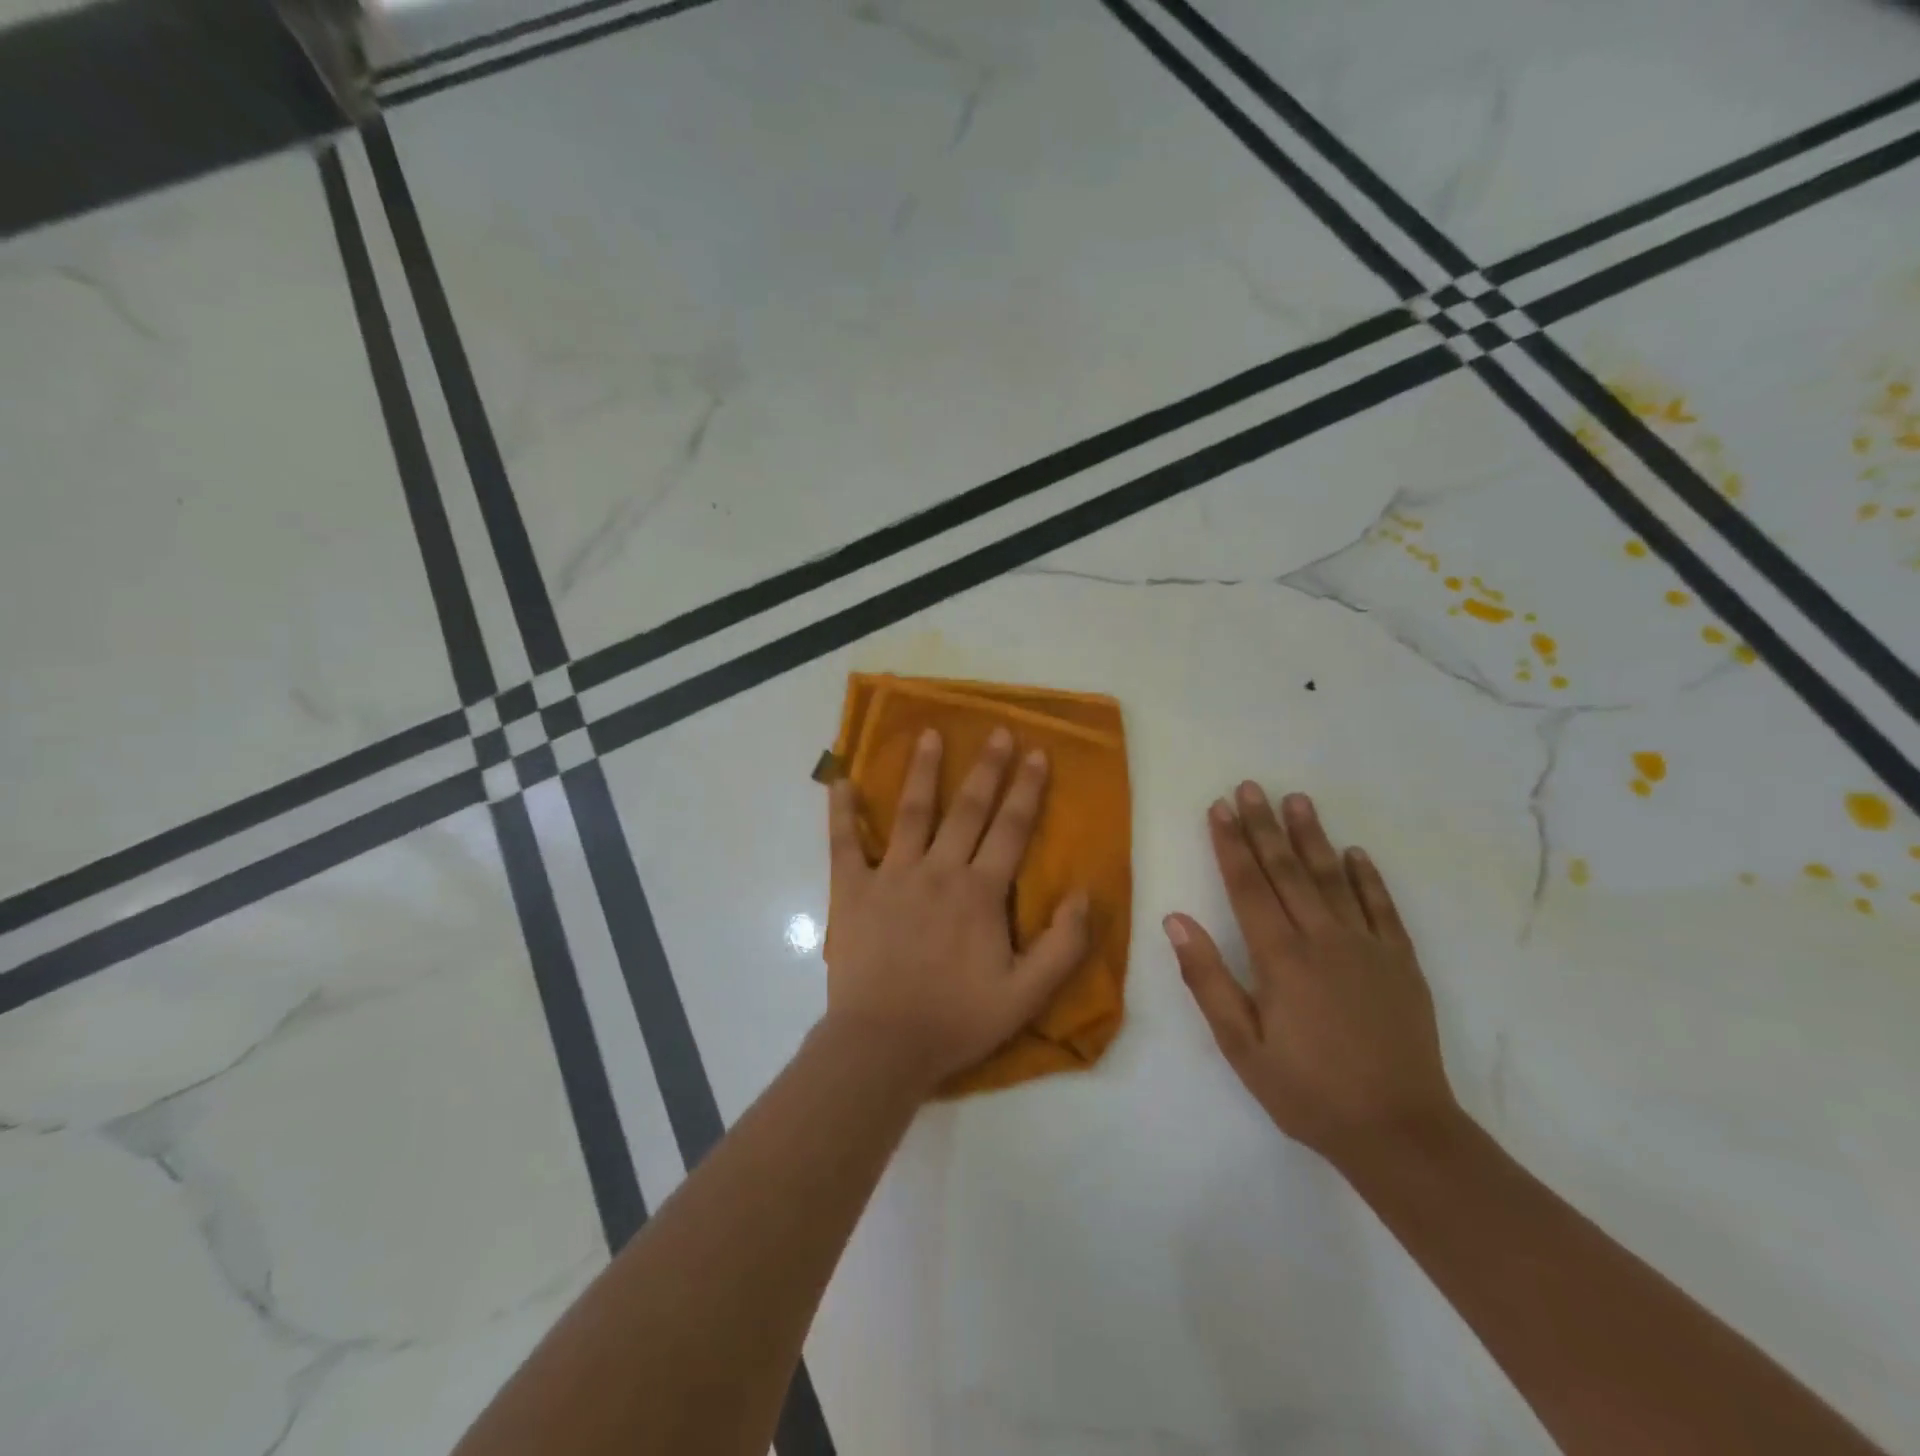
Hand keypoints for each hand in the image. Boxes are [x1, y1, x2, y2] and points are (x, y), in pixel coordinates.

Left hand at [824, 727, 1090, 1091]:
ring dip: (923, 771)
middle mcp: (938, 871)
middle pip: (968, 809)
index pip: (1011, 829)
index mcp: (980, 893)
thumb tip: (1085, 894)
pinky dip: (842, 810)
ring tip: (930, 735)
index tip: (1037, 753)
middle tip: (997, 731)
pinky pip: (845, 842)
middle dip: (986, 768)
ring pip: (912, 813)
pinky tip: (841, 780)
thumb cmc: (956, 1020)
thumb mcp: (1026, 995)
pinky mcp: (852, 890)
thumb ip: (1063, 945)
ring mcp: (892, 875)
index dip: (1027, 789)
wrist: (883, 1046)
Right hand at [1164, 782, 1458, 1168]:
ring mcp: (1368, 947)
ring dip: (1313, 837)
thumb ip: (1207, 979)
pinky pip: (1383, 908)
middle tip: (1251, 787)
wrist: (1400, 1132)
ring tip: (1298, 800)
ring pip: (1334, 878)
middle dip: (1265, 826)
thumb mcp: (1241, 1045)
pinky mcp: (1401, 963)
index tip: (1219, 808)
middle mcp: (1323, 939)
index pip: (1248, 886)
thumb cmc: (1307, 1091)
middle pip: (1288, 871)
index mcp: (1280, 958)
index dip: (1231, 844)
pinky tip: (1356, 853)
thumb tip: (1175, 920)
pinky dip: (1368, 878)